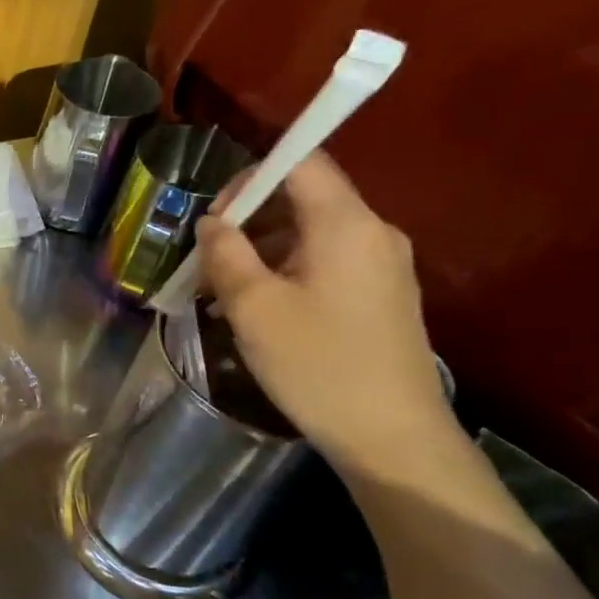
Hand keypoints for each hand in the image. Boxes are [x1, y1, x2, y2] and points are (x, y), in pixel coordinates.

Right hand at [195, 153, 455, 473]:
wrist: (392, 436)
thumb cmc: (317, 365)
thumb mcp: (253, 307)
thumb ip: (226, 254)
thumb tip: (213, 222)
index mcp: (346, 225)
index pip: (302, 162)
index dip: (251, 176)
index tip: (214, 216)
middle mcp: (372, 233)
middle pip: (303, 198)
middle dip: (247, 221)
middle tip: (206, 263)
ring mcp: (382, 265)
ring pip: (310, 234)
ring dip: (260, 252)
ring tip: (220, 294)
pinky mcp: (380, 295)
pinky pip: (325, 263)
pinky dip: (284, 272)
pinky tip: (255, 310)